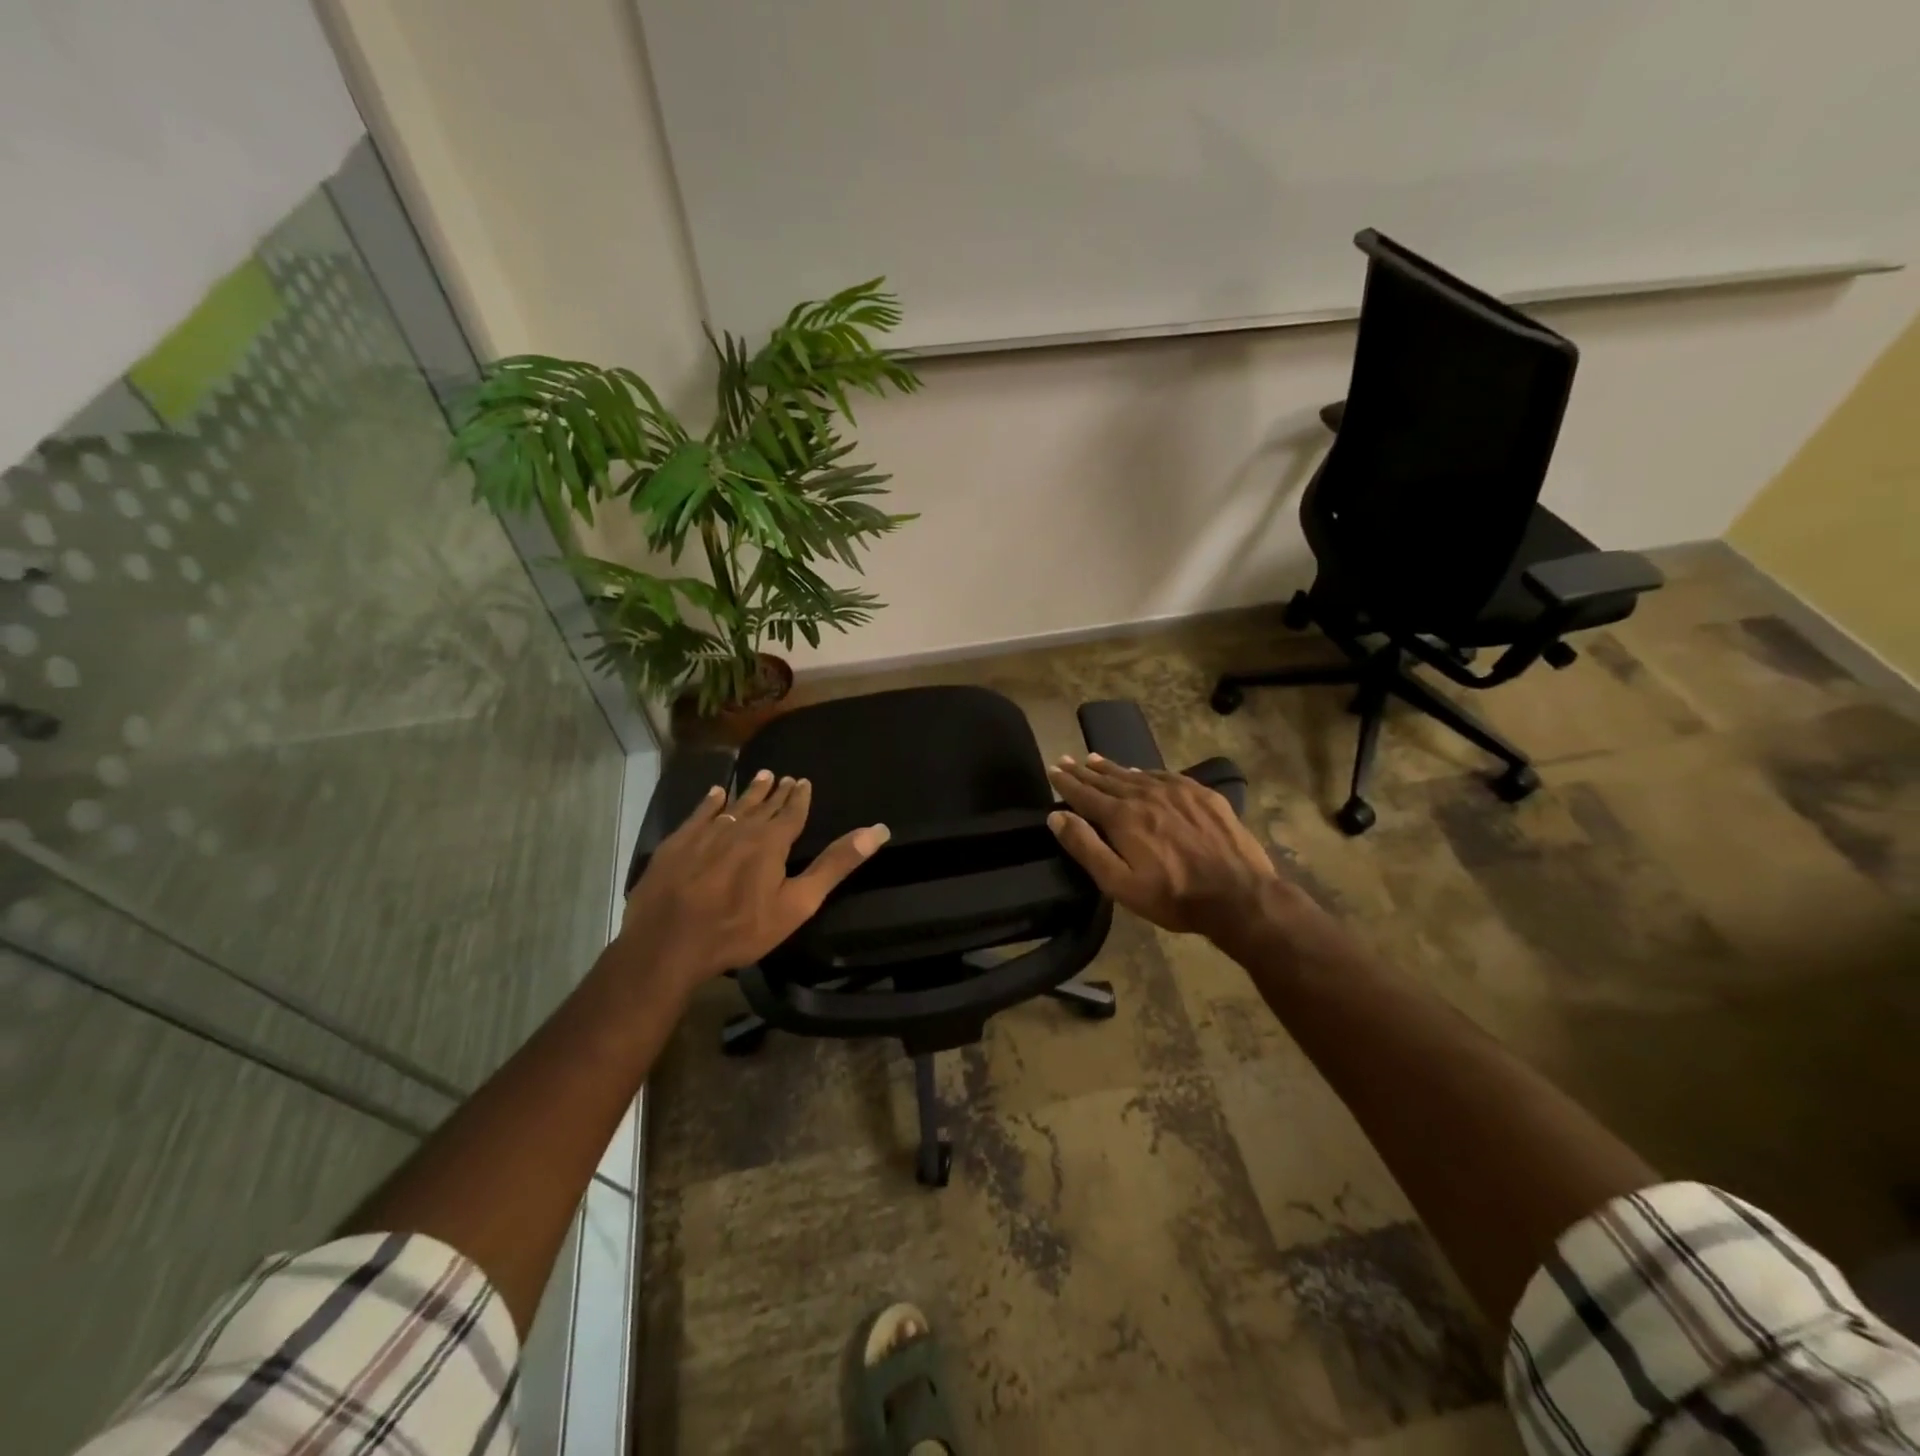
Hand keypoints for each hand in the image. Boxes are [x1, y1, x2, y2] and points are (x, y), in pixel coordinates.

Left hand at [619, 769, 889, 990]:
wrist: (668, 944)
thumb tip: (877, 830)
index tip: (803, 781)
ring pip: (733, 806)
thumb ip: (835, 865)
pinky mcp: (677, 845)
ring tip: (761, 777)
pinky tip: (714, 794)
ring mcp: (705, 835)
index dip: (799, 798)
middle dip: (776, 792)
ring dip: (749, 792)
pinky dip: (710, 803)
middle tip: (784, 777)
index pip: (791, 813)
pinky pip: (699, 815)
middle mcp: (740, 829)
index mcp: (771, 843)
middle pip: (763, 806)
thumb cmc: (740, 929)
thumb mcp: (798, 903)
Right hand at [1046, 754, 1281, 941]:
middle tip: (1067, 760)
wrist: (1238, 895)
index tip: (1053, 769)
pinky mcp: (1202, 795)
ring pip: (1135, 774)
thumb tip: (1057, 816)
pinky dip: (1146, 772)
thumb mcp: (1120, 883)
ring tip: (1094, 759)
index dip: (1066, 782)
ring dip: (1112, 768)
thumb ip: (1086, 847)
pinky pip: (1165, 776)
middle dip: (1084, 771)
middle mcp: (1145, 795)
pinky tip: (1141, 772)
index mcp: (1122, 817)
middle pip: (1108, 780)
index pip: (1085, 794)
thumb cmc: (1173, 896)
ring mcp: (1176, 792)